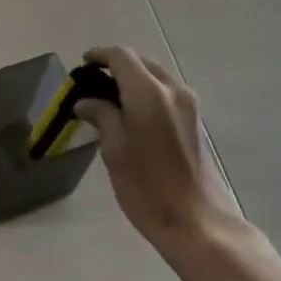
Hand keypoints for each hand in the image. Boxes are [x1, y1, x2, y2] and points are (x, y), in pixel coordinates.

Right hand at [73, 46, 249, 260]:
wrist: (199, 224)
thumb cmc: (148, 187)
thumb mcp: (114, 150)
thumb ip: (101, 116)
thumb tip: (86, 102)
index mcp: (149, 93)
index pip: (121, 56)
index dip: (99, 56)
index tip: (81, 66)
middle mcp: (173, 90)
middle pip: (140, 63)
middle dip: (115, 68)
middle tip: (91, 85)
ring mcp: (189, 106)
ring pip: (155, 78)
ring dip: (132, 81)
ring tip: (109, 102)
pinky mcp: (196, 122)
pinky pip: (166, 94)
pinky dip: (146, 94)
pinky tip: (131, 116)